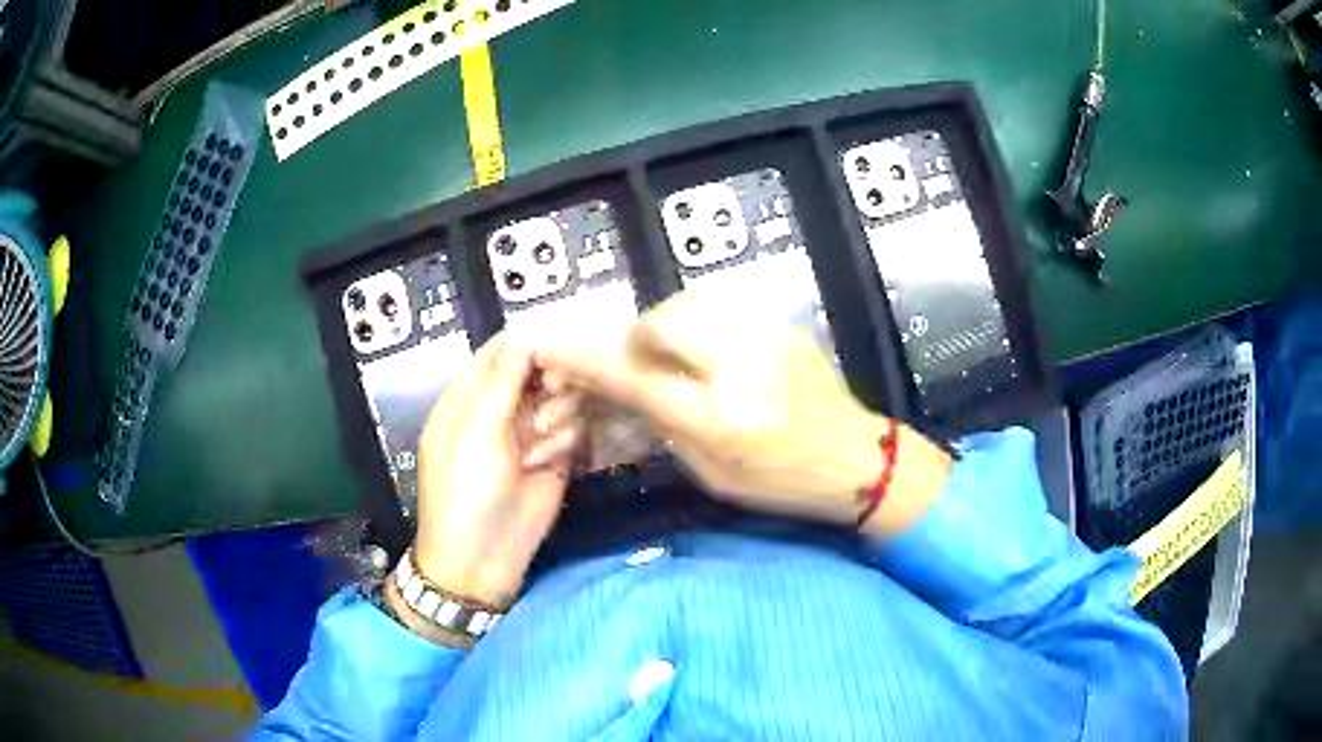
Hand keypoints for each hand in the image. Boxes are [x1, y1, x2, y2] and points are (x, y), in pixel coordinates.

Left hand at [409, 335, 581, 606]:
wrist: (483, 558)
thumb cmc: (465, 490)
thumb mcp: (476, 431)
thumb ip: (503, 381)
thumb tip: (525, 334)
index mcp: (468, 397)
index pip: (499, 352)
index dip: (527, 340)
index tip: (558, 335)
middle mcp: (500, 409)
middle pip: (539, 371)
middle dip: (548, 382)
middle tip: (551, 395)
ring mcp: (529, 434)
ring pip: (562, 399)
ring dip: (554, 418)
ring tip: (535, 448)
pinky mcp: (555, 457)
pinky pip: (573, 430)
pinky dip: (563, 442)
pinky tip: (547, 464)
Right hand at [537, 292, 950, 533]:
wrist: (856, 459)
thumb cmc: (779, 482)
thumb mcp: (712, 473)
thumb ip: (664, 425)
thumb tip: (629, 387)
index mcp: (720, 420)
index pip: (637, 379)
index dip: (588, 361)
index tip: (553, 346)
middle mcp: (741, 369)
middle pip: (662, 322)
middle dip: (638, 338)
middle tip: (644, 364)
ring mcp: (768, 339)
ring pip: (691, 304)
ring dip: (669, 326)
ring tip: (680, 356)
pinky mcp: (784, 325)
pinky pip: (723, 307)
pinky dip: (701, 323)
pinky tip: (715, 351)